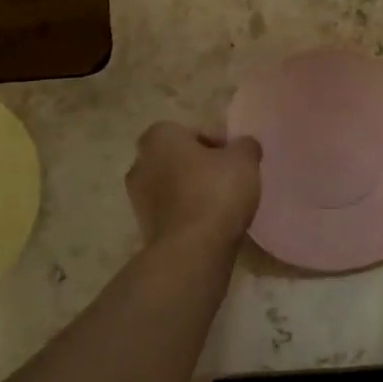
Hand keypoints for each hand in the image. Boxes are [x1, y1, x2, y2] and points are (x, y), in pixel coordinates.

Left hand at [127, 122, 261, 253]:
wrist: (192, 250)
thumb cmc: (216, 193)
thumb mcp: (244, 160)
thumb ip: (245, 146)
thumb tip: (243, 146)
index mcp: (159, 138)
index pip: (189, 131)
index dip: (215, 143)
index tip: (234, 160)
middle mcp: (140, 163)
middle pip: (177, 159)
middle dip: (200, 167)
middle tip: (228, 179)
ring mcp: (137, 198)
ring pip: (172, 186)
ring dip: (192, 192)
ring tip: (222, 205)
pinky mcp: (144, 227)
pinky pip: (171, 212)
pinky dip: (187, 214)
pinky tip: (210, 225)